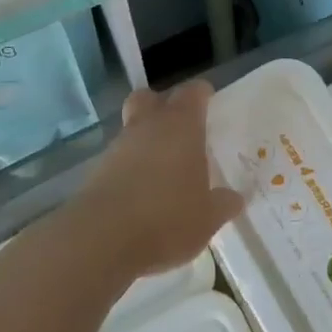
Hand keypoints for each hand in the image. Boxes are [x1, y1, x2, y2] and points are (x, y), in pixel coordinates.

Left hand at [75, 81, 244, 281]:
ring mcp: (118, 147)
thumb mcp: (208, 217)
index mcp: (181, 126)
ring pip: (133, 128)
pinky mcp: (97, 171)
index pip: (192, 92)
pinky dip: (131, 166)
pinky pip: (120, 157)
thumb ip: (223, 204)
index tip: (210, 103)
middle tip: (181, 128)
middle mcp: (148, 126)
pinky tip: (143, 191)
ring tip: (164, 168)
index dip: (202, 94)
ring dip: (146, 140)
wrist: (101, 239)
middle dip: (163, 106)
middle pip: (150, 98)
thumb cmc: (167, 218)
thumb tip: (235, 198)